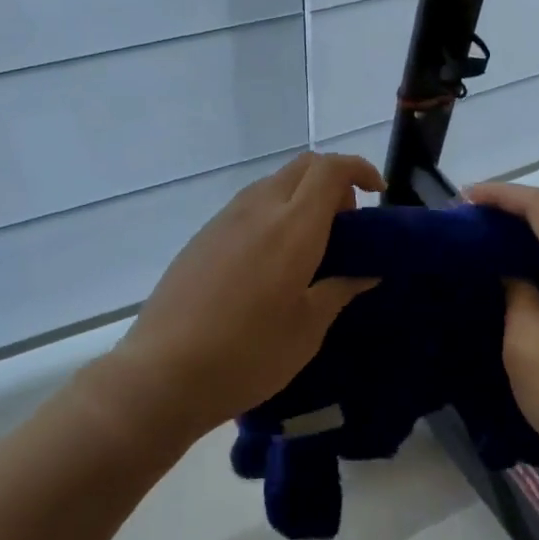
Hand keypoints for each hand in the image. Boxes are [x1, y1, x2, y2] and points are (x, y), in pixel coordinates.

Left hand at [104, 153, 383, 443]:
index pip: (332, 169)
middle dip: (333, 182)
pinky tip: (271, 261)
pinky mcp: (204, 234)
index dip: (360, 169)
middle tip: (345, 227)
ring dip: (302, 197)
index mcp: (293, 226)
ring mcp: (226, 218)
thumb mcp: (307, 329)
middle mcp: (259, 208)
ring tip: (310, 248)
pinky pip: (250, 204)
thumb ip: (340, 289)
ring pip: (275, 183)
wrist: (162, 373)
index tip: (376, 194)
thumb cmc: (247, 354)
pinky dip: (275, 212)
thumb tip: (367, 271)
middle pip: (304, 166)